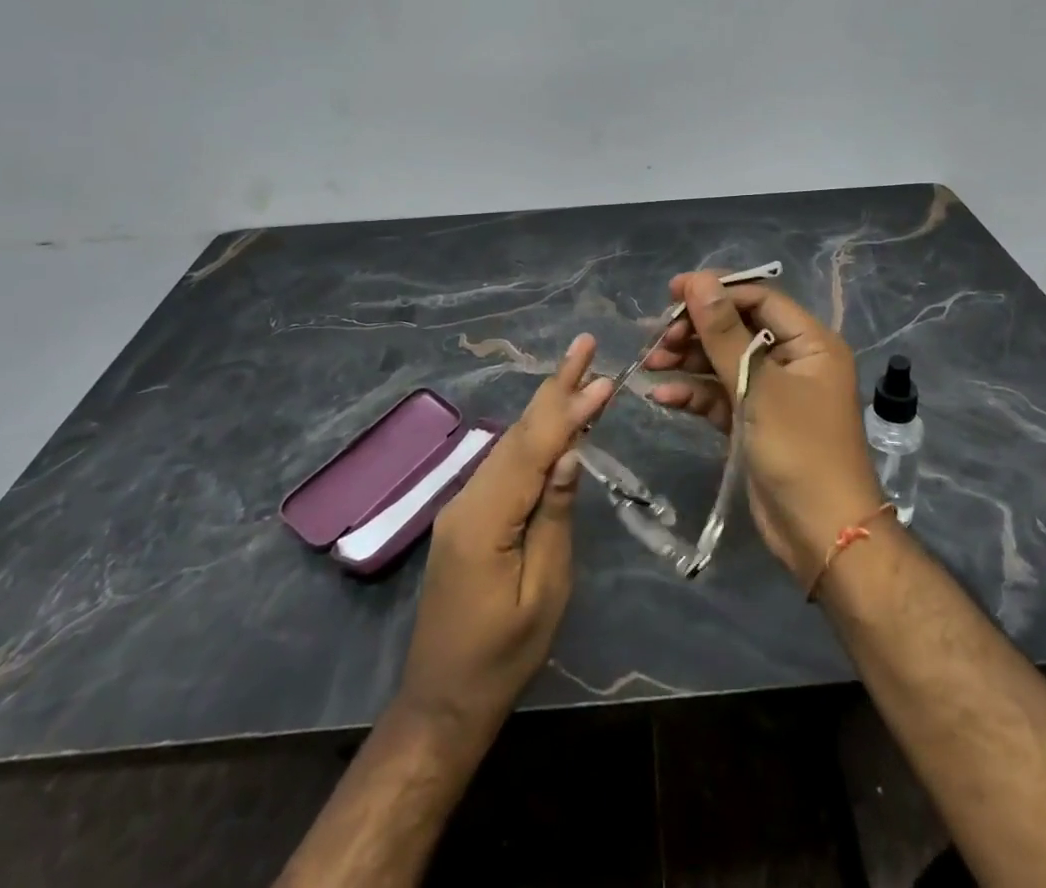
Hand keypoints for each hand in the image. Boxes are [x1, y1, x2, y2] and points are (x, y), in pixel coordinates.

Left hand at [395, 335, 612, 741]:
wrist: (444, 698)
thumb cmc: (503, 655)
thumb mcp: (543, 592)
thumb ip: (555, 517)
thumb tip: (569, 453)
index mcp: (486, 518)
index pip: (534, 448)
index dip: (569, 408)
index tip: (602, 375)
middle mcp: (468, 498)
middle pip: (518, 433)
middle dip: (555, 387)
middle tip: (584, 346)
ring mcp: (463, 505)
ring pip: (510, 444)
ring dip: (546, 407)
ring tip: (579, 374)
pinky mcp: (467, 516)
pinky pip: (504, 465)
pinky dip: (533, 437)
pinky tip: (553, 424)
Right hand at [646, 272, 883, 580]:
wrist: (822, 534)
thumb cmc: (800, 450)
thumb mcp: (758, 386)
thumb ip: (724, 333)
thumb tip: (698, 281)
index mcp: (809, 342)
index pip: (758, 298)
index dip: (715, 291)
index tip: (672, 293)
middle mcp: (792, 360)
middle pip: (737, 328)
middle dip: (696, 330)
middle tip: (658, 338)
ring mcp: (772, 392)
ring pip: (724, 361)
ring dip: (688, 360)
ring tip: (651, 364)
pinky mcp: (754, 420)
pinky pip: (721, 394)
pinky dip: (694, 392)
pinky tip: (663, 396)